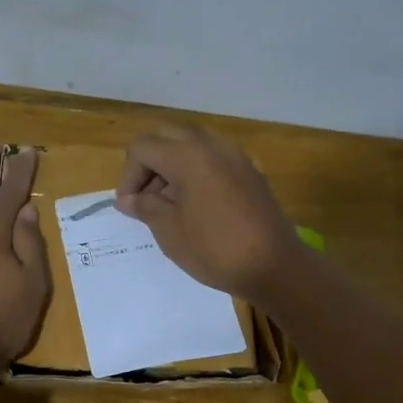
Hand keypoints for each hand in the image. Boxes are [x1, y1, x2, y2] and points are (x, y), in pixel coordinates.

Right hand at [114, 126, 302, 300]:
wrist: (274, 265)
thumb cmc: (214, 248)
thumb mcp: (169, 231)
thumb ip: (145, 207)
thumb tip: (129, 199)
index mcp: (187, 155)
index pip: (142, 147)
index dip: (128, 176)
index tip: (130, 207)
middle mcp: (211, 145)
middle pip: (165, 137)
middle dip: (148, 164)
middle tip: (146, 199)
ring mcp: (234, 155)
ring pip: (191, 144)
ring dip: (171, 165)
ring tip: (169, 204)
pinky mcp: (249, 171)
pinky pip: (212, 158)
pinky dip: (195, 171)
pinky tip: (196, 205)